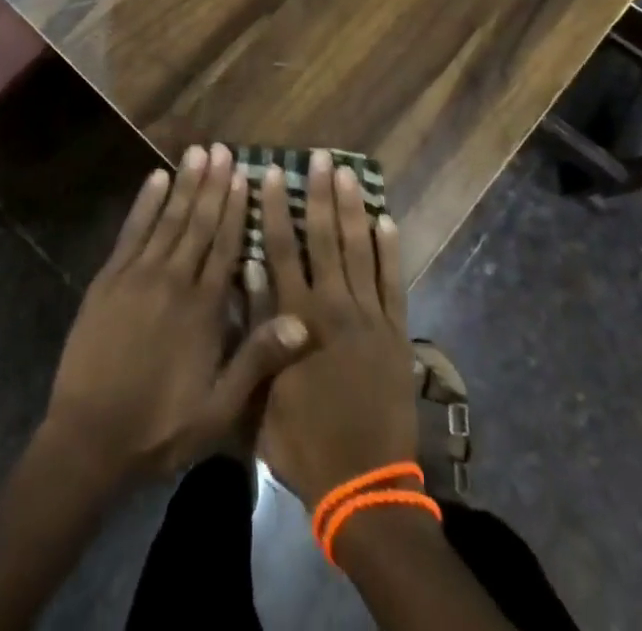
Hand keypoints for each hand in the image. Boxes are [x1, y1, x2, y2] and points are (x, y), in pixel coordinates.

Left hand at [45, 143, 310, 483]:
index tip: (245, 174)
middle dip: (213, 184)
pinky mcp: (108, 279)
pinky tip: (155, 179)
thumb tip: (303, 322)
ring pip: (169, 219)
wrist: (89, 440)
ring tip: (197, 152)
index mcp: (204, 309)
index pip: (226, 245)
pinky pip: (131, 232)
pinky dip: (145, 204)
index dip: (237, 208)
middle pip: (199, 223)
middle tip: (223, 149)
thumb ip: (258, 360)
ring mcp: (138, 275)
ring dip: (185, 184)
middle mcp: (174, 280)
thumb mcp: (219, 409)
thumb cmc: (160, 427)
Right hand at [256, 151, 417, 507]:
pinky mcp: (395, 332)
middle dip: (320, 194)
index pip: (282, 250)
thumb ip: (254, 329)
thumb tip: (246, 271)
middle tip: (319, 157)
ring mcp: (368, 317)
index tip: (272, 173)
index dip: (276, 209)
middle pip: (324, 239)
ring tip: (348, 172)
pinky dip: (389, 250)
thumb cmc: (302, 442)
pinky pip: (393, 281)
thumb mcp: (260, 393)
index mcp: (295, 318)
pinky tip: (386, 219)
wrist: (363, 485)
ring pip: (358, 250)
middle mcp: (332, 306)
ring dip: (352, 209)